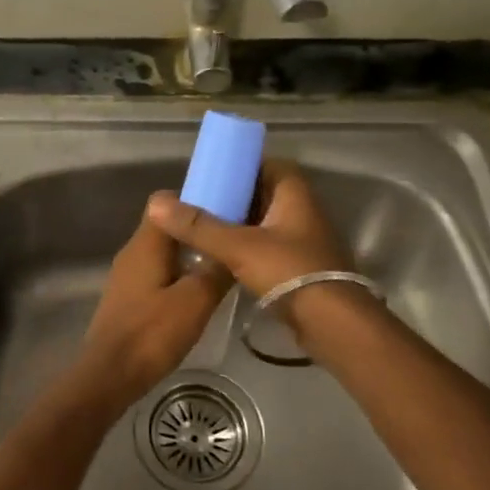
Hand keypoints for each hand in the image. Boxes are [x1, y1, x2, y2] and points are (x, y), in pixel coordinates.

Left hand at [73, 212, 230, 408]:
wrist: (109, 375)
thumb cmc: (151, 333)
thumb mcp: (195, 301)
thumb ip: (216, 271)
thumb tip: (234, 248)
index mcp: (145, 243)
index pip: (167, 201)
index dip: (196, 200)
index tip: (227, 209)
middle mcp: (133, 252)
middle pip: (167, 227)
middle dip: (198, 229)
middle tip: (231, 239)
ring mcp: (127, 276)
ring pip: (163, 252)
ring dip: (190, 255)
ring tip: (223, 265)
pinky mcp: (129, 298)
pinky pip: (158, 274)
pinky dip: (178, 276)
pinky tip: (199, 294)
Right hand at [145, 161, 351, 301]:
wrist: (332, 323)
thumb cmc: (289, 271)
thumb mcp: (238, 246)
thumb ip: (198, 226)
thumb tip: (158, 203)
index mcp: (295, 195)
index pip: (270, 165)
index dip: (243, 166)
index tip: (214, 175)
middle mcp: (304, 213)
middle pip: (265, 195)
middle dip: (234, 198)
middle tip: (201, 203)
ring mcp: (304, 242)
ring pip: (266, 224)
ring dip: (239, 226)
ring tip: (204, 230)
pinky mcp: (301, 269)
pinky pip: (269, 249)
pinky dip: (248, 249)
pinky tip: (222, 259)